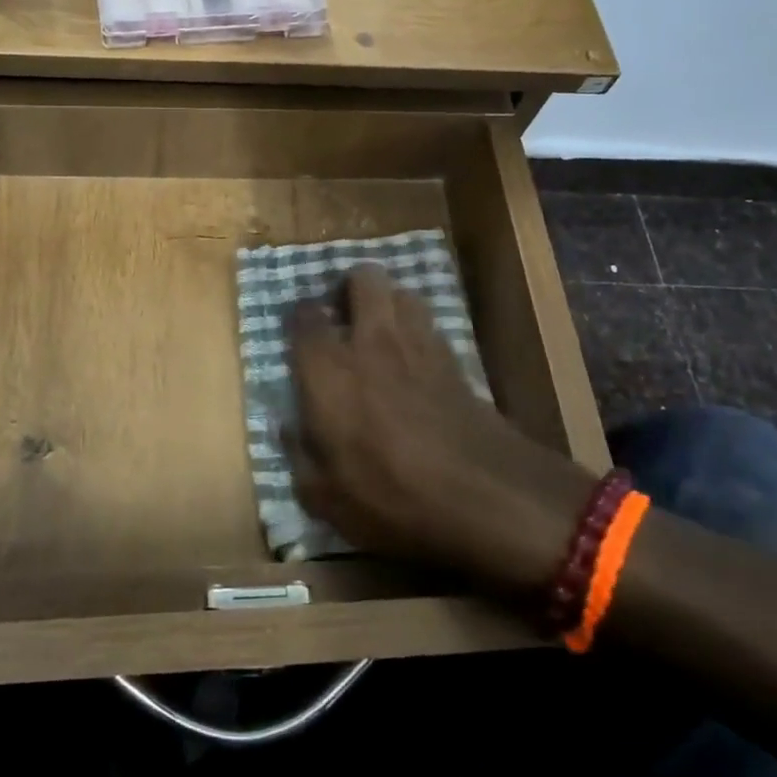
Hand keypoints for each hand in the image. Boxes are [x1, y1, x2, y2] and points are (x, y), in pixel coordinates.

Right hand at [287, 267, 591, 589]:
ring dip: (388, 302)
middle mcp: (370, 341)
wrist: (488, 496)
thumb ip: (299, 456)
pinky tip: (415, 357)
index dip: (300, 316)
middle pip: (362, 278)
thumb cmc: (392, 498)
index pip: (305, 316)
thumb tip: (289, 427)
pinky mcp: (455, 359)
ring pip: (402, 292)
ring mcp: (418, 344)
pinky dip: (417, 329)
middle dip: (350, 287)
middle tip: (342, 315)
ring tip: (381, 329)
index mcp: (328, 369)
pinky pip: (430, 324)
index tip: (300, 331)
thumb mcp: (325, 498)